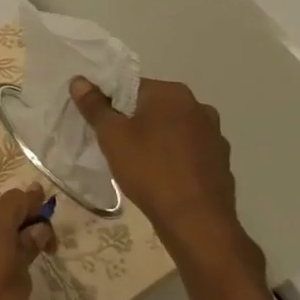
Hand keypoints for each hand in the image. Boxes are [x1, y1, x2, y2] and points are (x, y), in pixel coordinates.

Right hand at [71, 77, 262, 275]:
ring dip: (154, 139)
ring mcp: (214, 134)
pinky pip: (187, 150)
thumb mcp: (112, 136)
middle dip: (132, 121)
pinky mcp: (220, 160)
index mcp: (172, 94)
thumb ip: (95, 106)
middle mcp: (199, 107)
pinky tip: (160, 176)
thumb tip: (79, 81)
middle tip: (113, 144)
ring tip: (136, 162)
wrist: (195, 219)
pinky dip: (172, 157)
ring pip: (172, 129)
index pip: (131, 86)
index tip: (98, 124)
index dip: (110, 103)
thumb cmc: (149, 169)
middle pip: (153, 106)